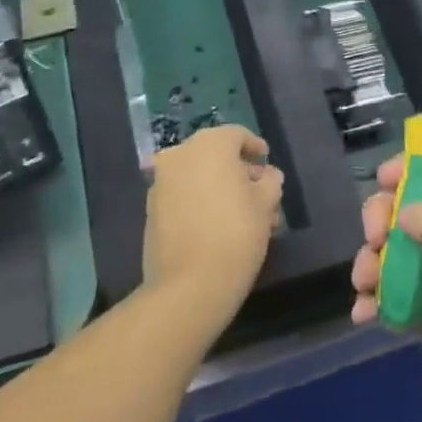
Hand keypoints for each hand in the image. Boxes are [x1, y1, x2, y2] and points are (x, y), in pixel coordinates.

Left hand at [144, 125, 283, 329]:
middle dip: (240, 173)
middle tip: (261, 195)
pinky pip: (184, 195)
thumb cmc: (236, 233)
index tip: (267, 164)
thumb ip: (270, 182)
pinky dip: (202, 202)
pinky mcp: (151, 210)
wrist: (189, 285)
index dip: (255, 148)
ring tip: (246, 217)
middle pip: (216, 156)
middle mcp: (180, 155)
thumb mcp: (265, 204)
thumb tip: (268, 176)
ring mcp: (161, 183)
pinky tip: (220, 225)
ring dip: (221, 190)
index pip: (237, 135)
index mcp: (209, 144)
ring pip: (199, 178)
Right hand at [351, 155, 421, 421]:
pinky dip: (375, 299)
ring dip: (372, 261)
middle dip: (384, 217)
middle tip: (374, 239)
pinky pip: (393, 294)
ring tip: (364, 285)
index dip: (416, 166)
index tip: (382, 179)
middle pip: (415, 208)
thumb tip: (405, 212)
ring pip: (398, 251)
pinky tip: (364, 315)